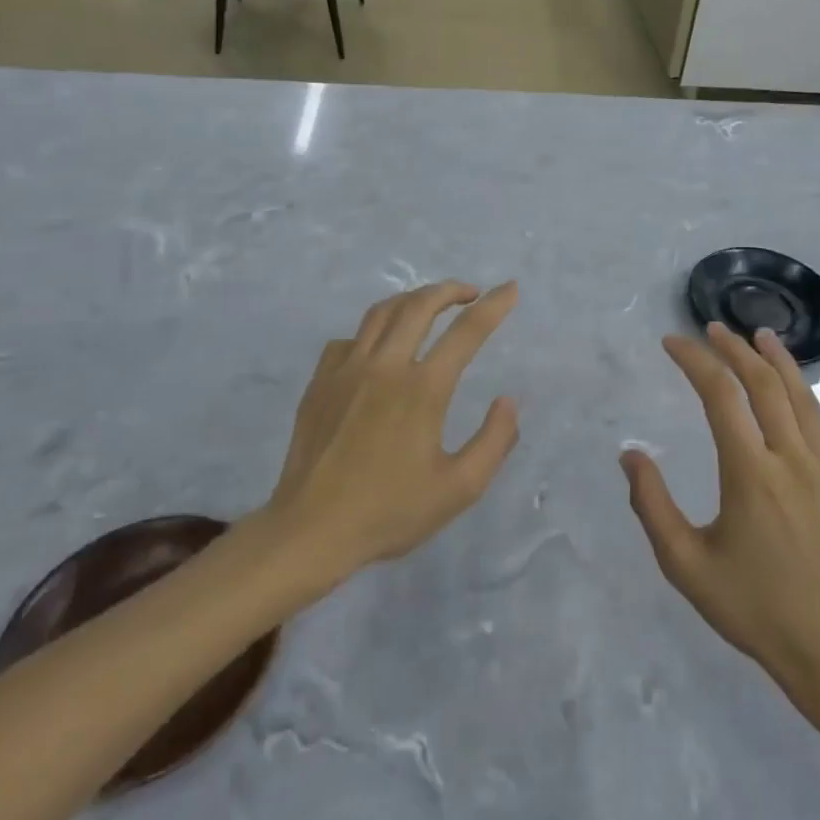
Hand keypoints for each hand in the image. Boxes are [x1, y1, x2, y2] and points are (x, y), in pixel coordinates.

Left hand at [259, 281, 519, 581]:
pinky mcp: (320, 382)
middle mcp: (385, 367)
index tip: (510, 288)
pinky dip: (373, 332)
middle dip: (450, 290)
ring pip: (382, 313)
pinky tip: (380, 348)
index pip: (467, 331)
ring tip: (430, 305)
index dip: (494, 305)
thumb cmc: (389, 512)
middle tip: (471, 293)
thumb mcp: (459, 488)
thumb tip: (508, 401)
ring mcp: (346, 370)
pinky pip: (349, 339)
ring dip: (412, 299)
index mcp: (423, 389)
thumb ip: (494, 441)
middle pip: (420, 305)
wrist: (310, 531)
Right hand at [622, 323, 819, 697]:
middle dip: (734, 348)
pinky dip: (799, 396)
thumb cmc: (753, 608)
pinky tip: (789, 396)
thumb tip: (630, 455)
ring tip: (759, 335)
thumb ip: (652, 506)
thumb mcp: (686, 565)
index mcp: (751, 474)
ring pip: (801, 396)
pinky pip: (818, 425)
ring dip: (777, 359)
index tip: (672, 343)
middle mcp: (791, 459)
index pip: (720, 395)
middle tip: (712, 329)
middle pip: (764, 383)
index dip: (695, 360)